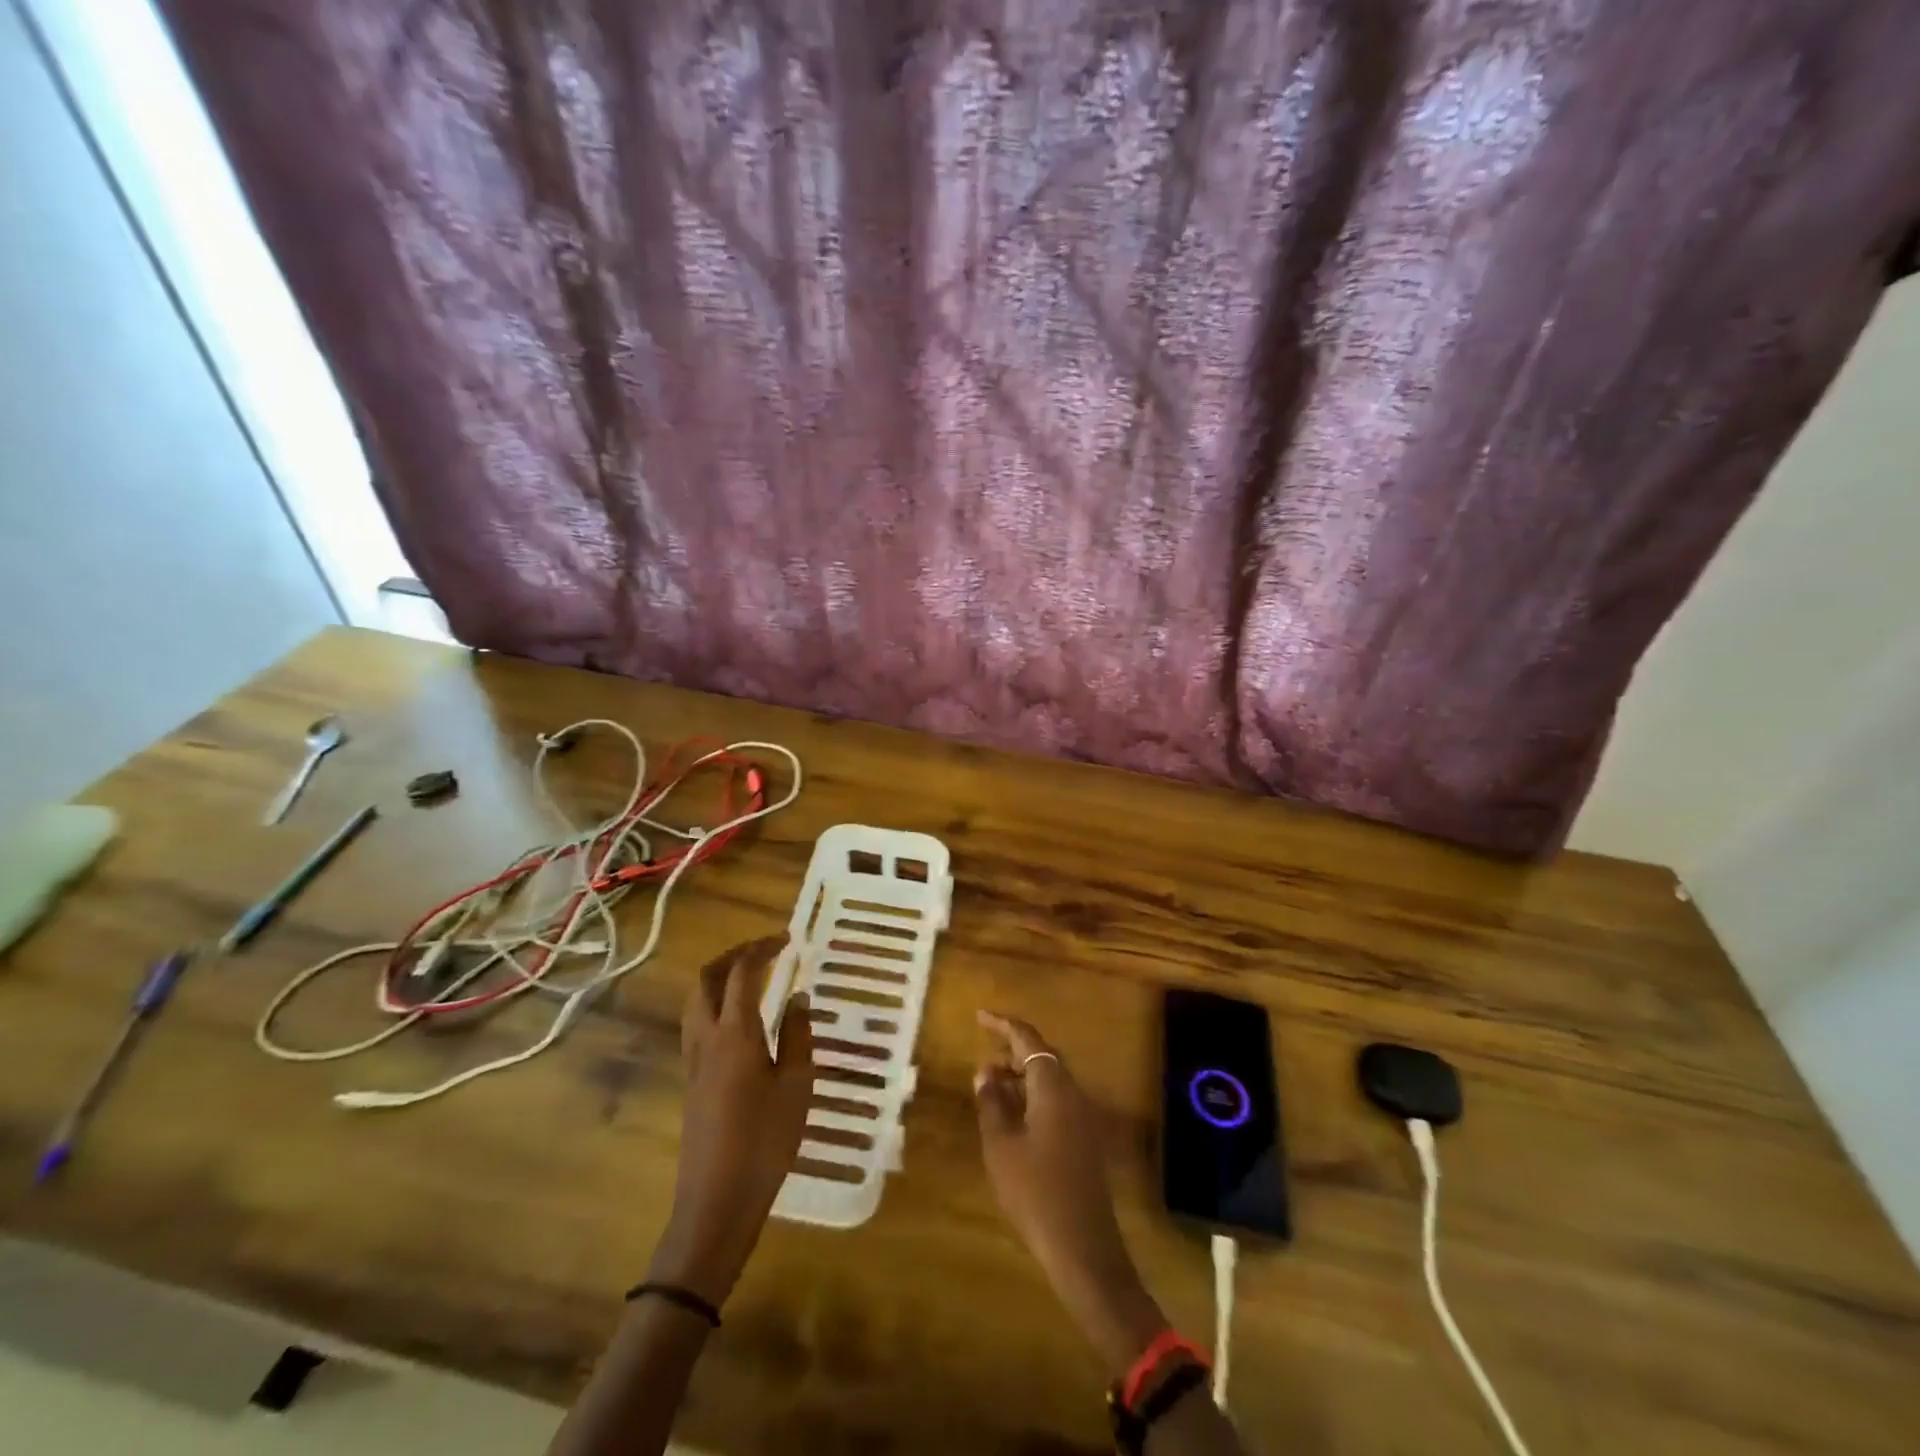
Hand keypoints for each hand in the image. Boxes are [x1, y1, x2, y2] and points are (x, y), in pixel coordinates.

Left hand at [649, 938, 812, 1307]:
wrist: (716, 1201)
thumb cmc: (765, 1141)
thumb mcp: (797, 1086)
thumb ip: (797, 1036)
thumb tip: (796, 998)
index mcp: (735, 1033)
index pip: (742, 973)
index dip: (762, 949)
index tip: (786, 939)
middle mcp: (706, 1038)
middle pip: (706, 980)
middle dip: (733, 956)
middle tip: (764, 951)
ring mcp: (693, 1061)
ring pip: (696, 1002)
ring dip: (719, 979)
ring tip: (751, 979)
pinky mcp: (691, 1082)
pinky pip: (697, 1025)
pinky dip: (715, 1005)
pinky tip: (740, 1022)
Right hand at [975, 1010, 1164, 1372]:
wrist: (1083, 1246)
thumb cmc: (1035, 1191)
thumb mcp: (1001, 1145)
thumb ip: (991, 1102)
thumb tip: (985, 1071)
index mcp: (1053, 1085)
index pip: (1027, 1038)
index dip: (1003, 1024)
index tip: (980, 1016)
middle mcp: (1073, 1092)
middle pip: (1042, 1056)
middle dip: (1012, 1050)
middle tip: (983, 1053)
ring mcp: (1083, 1116)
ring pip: (1050, 1079)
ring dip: (1021, 1075)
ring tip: (990, 1085)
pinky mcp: (1085, 1138)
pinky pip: (1057, 1100)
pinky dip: (1033, 1096)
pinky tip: (1013, 1115)